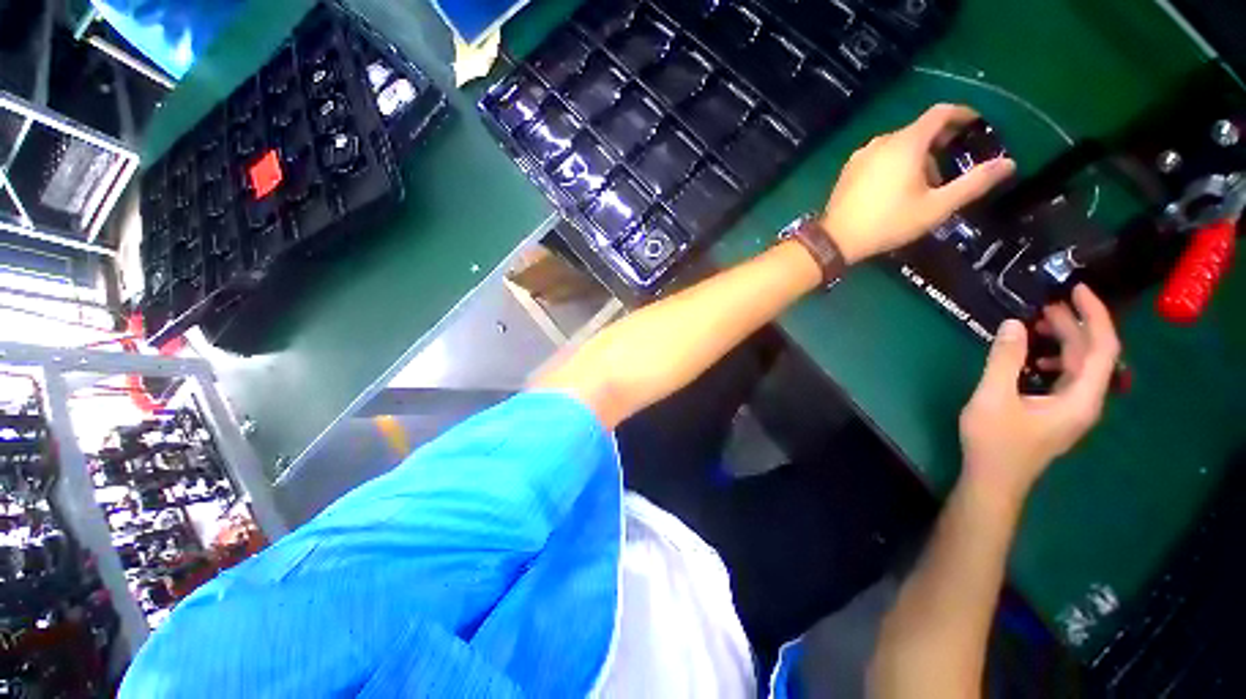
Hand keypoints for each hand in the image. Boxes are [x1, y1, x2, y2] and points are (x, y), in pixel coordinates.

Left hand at [820, 104, 1015, 263]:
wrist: (836, 240)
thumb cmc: (888, 222)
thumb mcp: (937, 206)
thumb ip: (974, 183)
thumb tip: (1009, 163)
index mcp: (905, 143)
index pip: (940, 113)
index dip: (962, 114)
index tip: (975, 125)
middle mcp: (881, 141)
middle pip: (919, 131)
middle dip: (940, 144)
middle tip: (951, 170)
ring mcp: (860, 156)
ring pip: (898, 145)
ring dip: (917, 157)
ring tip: (923, 187)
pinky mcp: (848, 170)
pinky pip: (878, 157)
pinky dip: (894, 164)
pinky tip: (895, 190)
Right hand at [958, 285, 1120, 509]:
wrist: (993, 480)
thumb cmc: (995, 442)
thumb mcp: (993, 398)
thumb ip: (1005, 360)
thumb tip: (1014, 324)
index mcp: (1081, 398)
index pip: (1102, 348)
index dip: (1094, 315)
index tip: (1076, 290)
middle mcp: (1085, 401)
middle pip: (1091, 354)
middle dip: (1071, 325)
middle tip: (1042, 304)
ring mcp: (1072, 408)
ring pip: (1078, 366)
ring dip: (1060, 342)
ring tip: (1033, 326)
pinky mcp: (1057, 413)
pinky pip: (1064, 377)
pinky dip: (1051, 360)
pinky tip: (1029, 359)